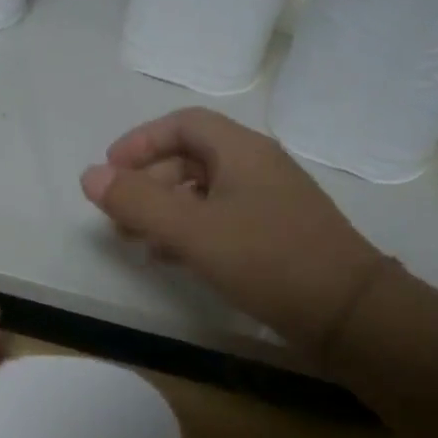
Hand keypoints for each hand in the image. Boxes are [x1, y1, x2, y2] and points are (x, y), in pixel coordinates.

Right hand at [80, 108, 388, 370]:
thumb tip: (89, 176)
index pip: (183, 124)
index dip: (141, 141)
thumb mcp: (192, 230)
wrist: (349, 313)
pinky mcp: (275, 235)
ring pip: (203, 191)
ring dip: (164, 209)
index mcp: (241, 151)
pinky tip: (170, 258)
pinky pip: (220, 218)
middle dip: (147, 181)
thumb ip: (137, 202)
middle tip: (118, 215)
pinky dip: (189, 230)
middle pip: (190, 157)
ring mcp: (269, 201)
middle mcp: (257, 167)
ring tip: (135, 240)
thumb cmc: (267, 259)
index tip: (110, 170)